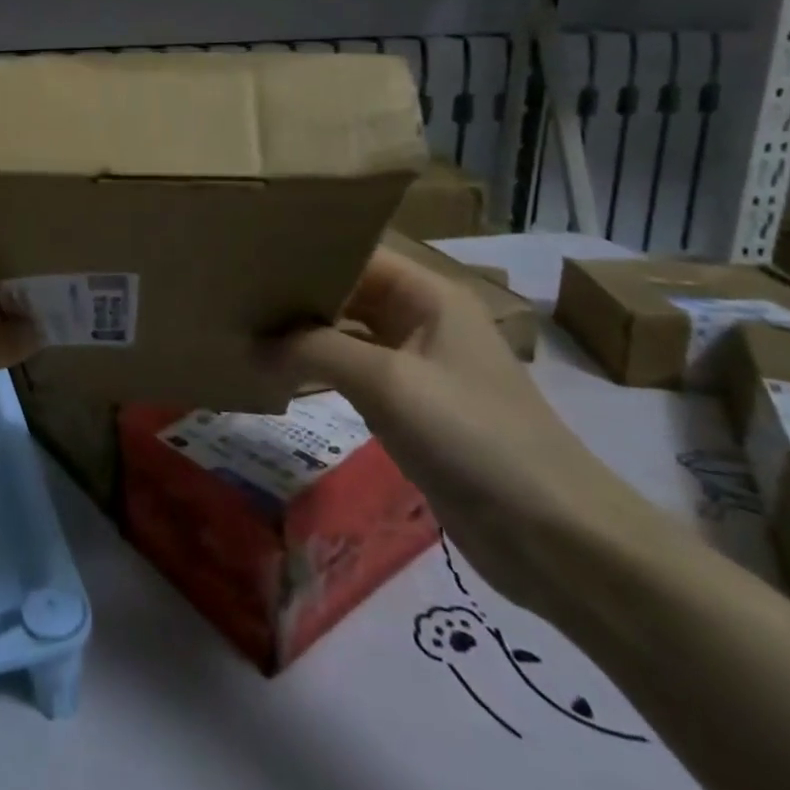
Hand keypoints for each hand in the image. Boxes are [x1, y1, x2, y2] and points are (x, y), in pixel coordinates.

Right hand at [276, 247, 661, 617]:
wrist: (554, 538)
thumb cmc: (474, 437)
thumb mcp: (388, 382)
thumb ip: (314, 350)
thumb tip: (252, 343)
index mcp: (428, 295)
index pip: (356, 253)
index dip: (306, 251)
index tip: (250, 255)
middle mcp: (421, 320)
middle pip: (348, 291)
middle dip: (296, 294)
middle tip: (235, 294)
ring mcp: (417, 366)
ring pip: (347, 334)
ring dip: (303, 334)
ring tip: (244, 327)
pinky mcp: (411, 409)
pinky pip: (353, 373)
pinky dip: (318, 370)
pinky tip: (277, 374)